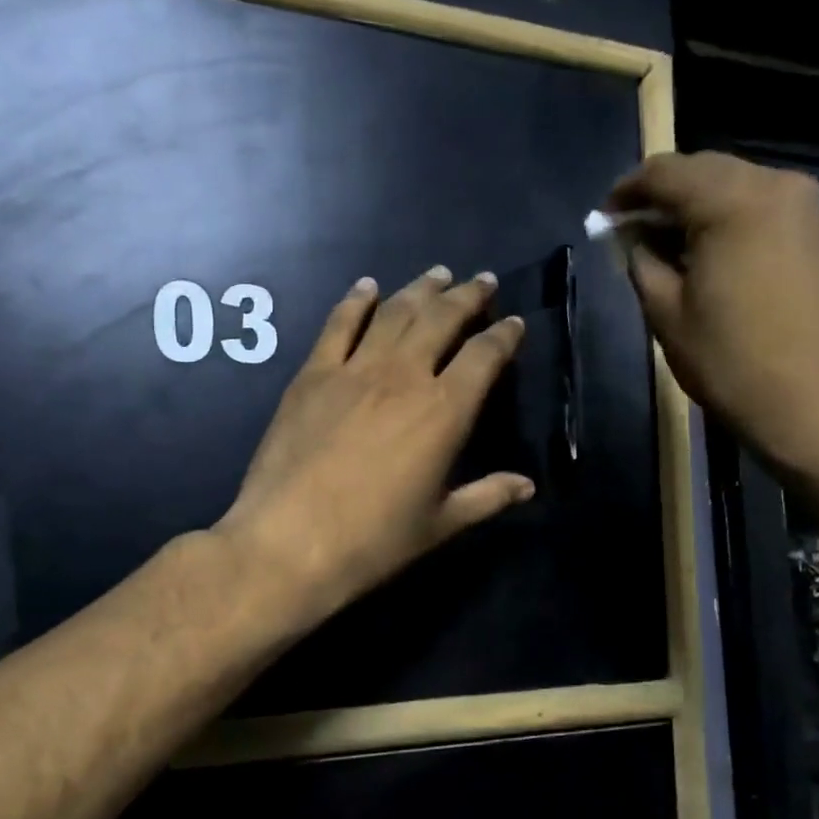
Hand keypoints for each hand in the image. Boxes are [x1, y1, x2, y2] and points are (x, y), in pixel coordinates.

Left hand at [214, 266, 531, 625]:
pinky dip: (355, 301)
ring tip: (438, 274)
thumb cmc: (374, 541)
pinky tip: (367, 286)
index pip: (484, 357)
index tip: (514, 324)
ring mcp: (354, 370)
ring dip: (420, 289)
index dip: (504, 336)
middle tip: (482, 281)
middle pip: (442, 320)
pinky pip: (338, 325)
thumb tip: (528, 486)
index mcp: (444, 412)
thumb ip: (488, 497)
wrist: (290, 543)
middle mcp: (404, 377)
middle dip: (467, 296)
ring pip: (395, 312)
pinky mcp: (312, 375)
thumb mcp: (441, 524)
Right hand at [607, 151, 818, 474]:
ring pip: (733, 184)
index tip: (604, 218)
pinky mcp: (816, 229)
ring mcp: (803, 204)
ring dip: (694, 205)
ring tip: (664, 243)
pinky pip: (759, 203)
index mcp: (732, 200)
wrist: (808, 402)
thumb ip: (641, 260)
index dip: (627, 191)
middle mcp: (774, 184)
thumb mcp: (665, 311)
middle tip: (630, 230)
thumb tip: (631, 236)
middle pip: (703, 170)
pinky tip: (705, 249)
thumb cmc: (728, 360)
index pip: (665, 172)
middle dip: (662, 195)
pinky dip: (726, 216)